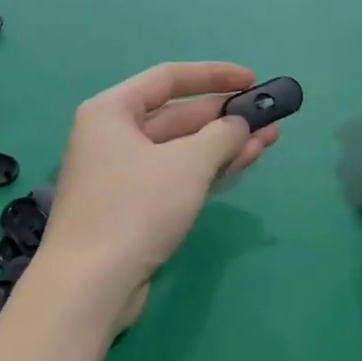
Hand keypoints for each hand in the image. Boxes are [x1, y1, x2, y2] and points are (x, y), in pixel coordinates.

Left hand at [37, 62, 280, 303]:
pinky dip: (209, 169)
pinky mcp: (135, 208)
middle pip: (177, 115)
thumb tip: (238, 125)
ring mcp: (124, 175)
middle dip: (225, 115)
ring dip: (224, 144)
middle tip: (268, 115)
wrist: (91, 285)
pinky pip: (178, 176)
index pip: (168, 78)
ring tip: (270, 138)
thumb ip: (221, 135)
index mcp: (112, 111)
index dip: (213, 75)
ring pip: (182, 149)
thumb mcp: (187, 164)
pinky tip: (244, 162)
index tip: (252, 80)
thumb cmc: (135, 208)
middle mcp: (113, 137)